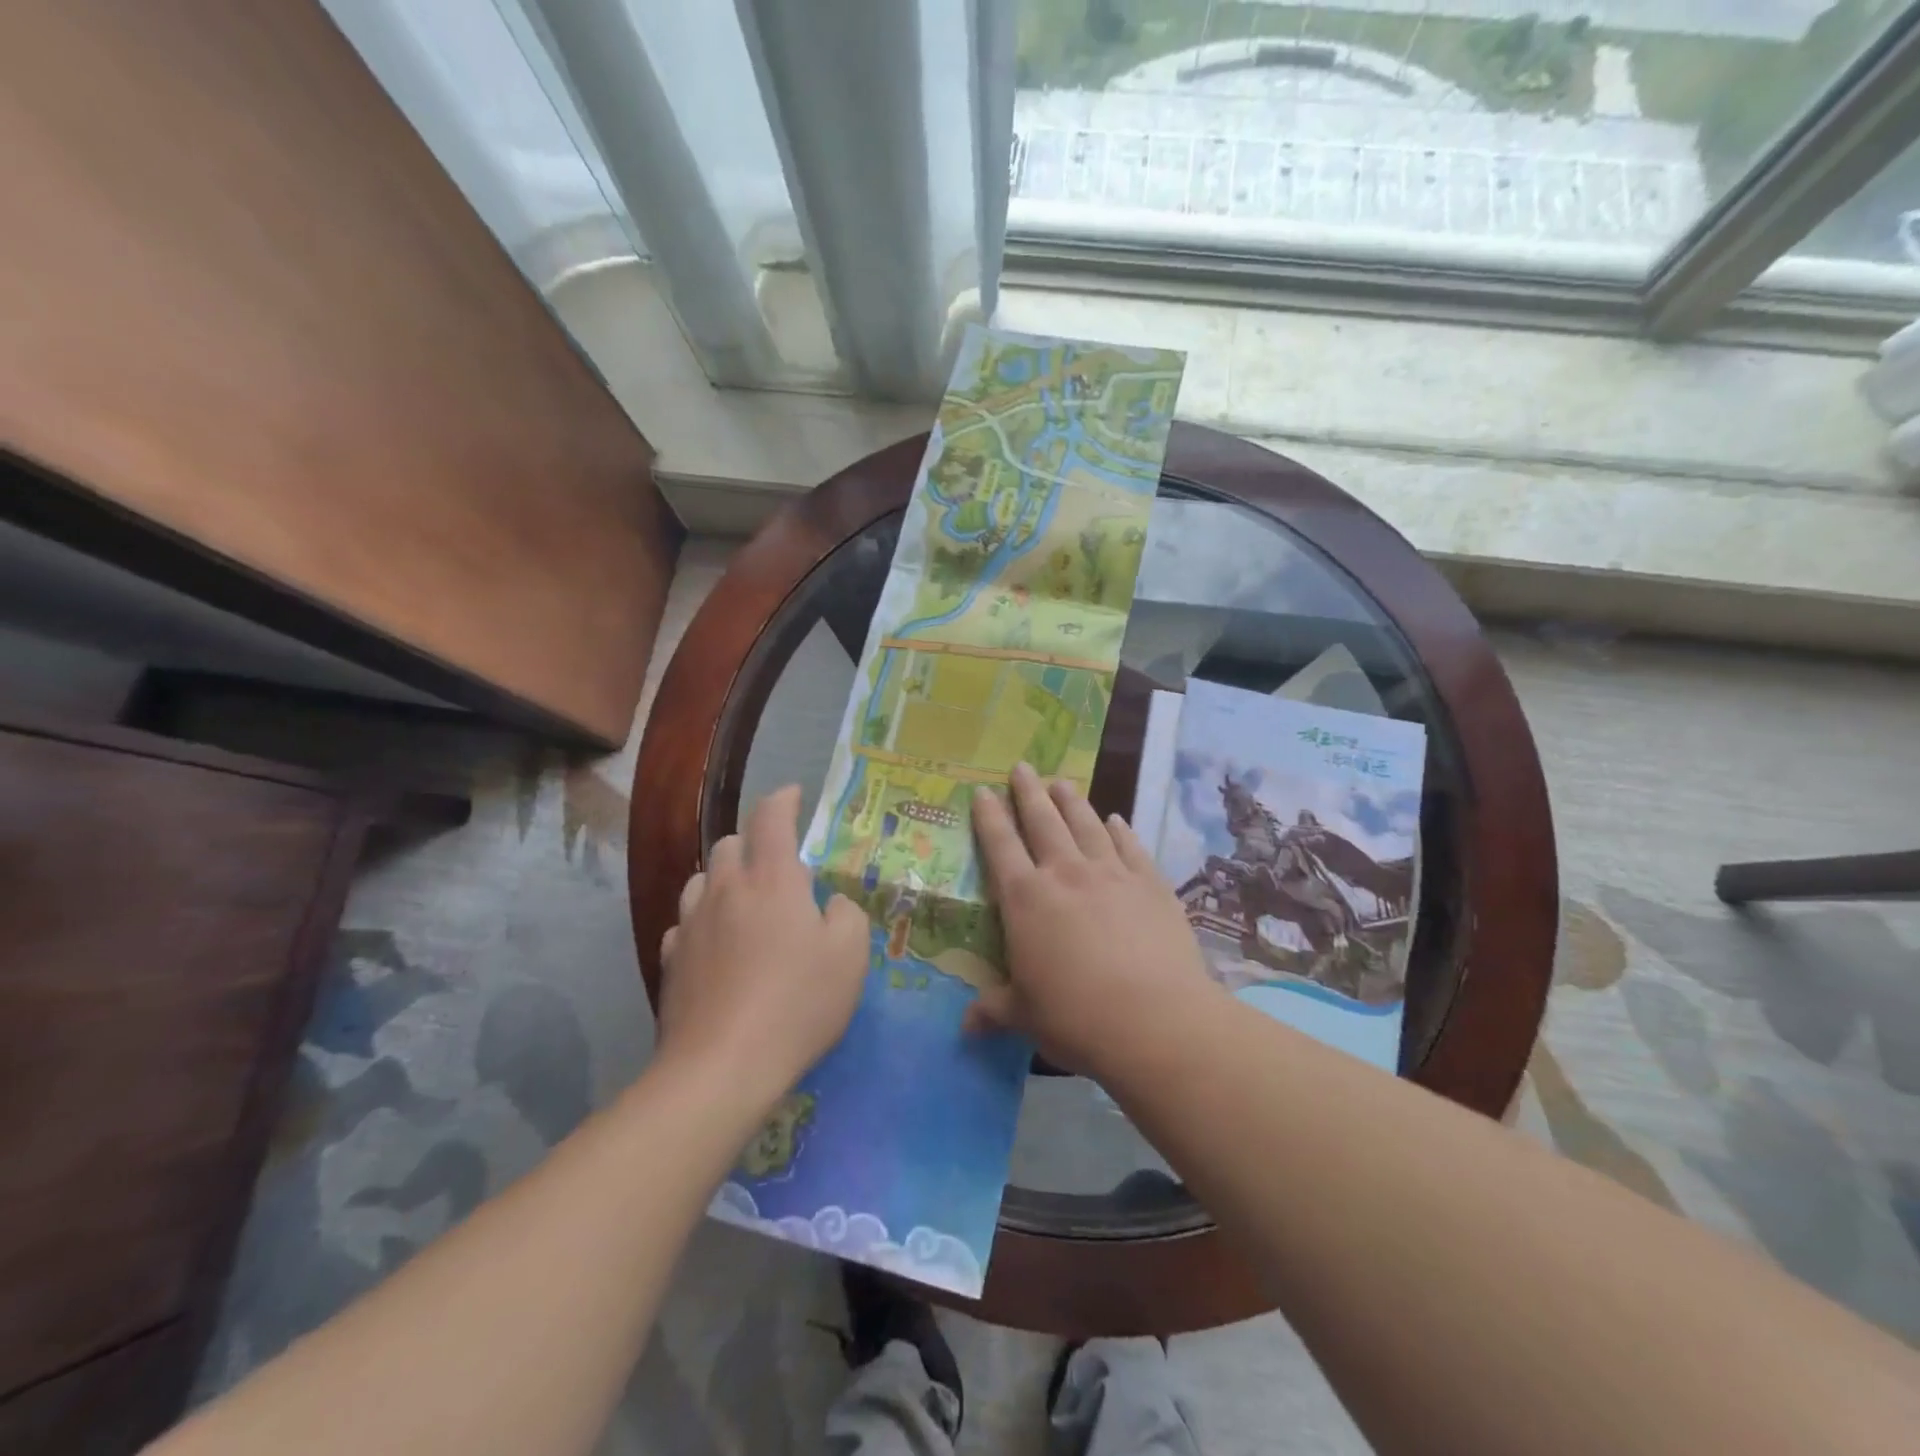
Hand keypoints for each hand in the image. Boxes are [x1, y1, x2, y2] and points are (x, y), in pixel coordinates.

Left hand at [657, 786, 868, 1109]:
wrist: (721, 1067)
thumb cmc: (796, 1004)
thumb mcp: (850, 956)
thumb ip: (846, 915)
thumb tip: (828, 904)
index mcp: (771, 880)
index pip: (771, 818)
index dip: (784, 799)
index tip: (794, 795)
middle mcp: (725, 889)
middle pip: (730, 843)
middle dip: (754, 843)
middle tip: (779, 869)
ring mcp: (690, 923)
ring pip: (702, 879)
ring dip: (725, 879)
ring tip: (745, 904)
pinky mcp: (670, 959)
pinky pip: (686, 921)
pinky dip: (704, 919)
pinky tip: (717, 945)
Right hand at [965, 762, 1214, 1075]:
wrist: (1155, 1020)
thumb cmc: (1076, 1017)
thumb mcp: (1025, 1015)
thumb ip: (994, 1010)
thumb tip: (966, 1026)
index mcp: (1026, 899)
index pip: (1000, 845)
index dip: (989, 816)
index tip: (982, 790)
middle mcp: (1066, 874)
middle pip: (1043, 821)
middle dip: (1028, 792)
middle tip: (1022, 767)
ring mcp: (1112, 874)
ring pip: (1086, 825)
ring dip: (1072, 801)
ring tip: (1062, 783)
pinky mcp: (1150, 884)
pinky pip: (1131, 847)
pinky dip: (1121, 830)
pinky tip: (1117, 819)